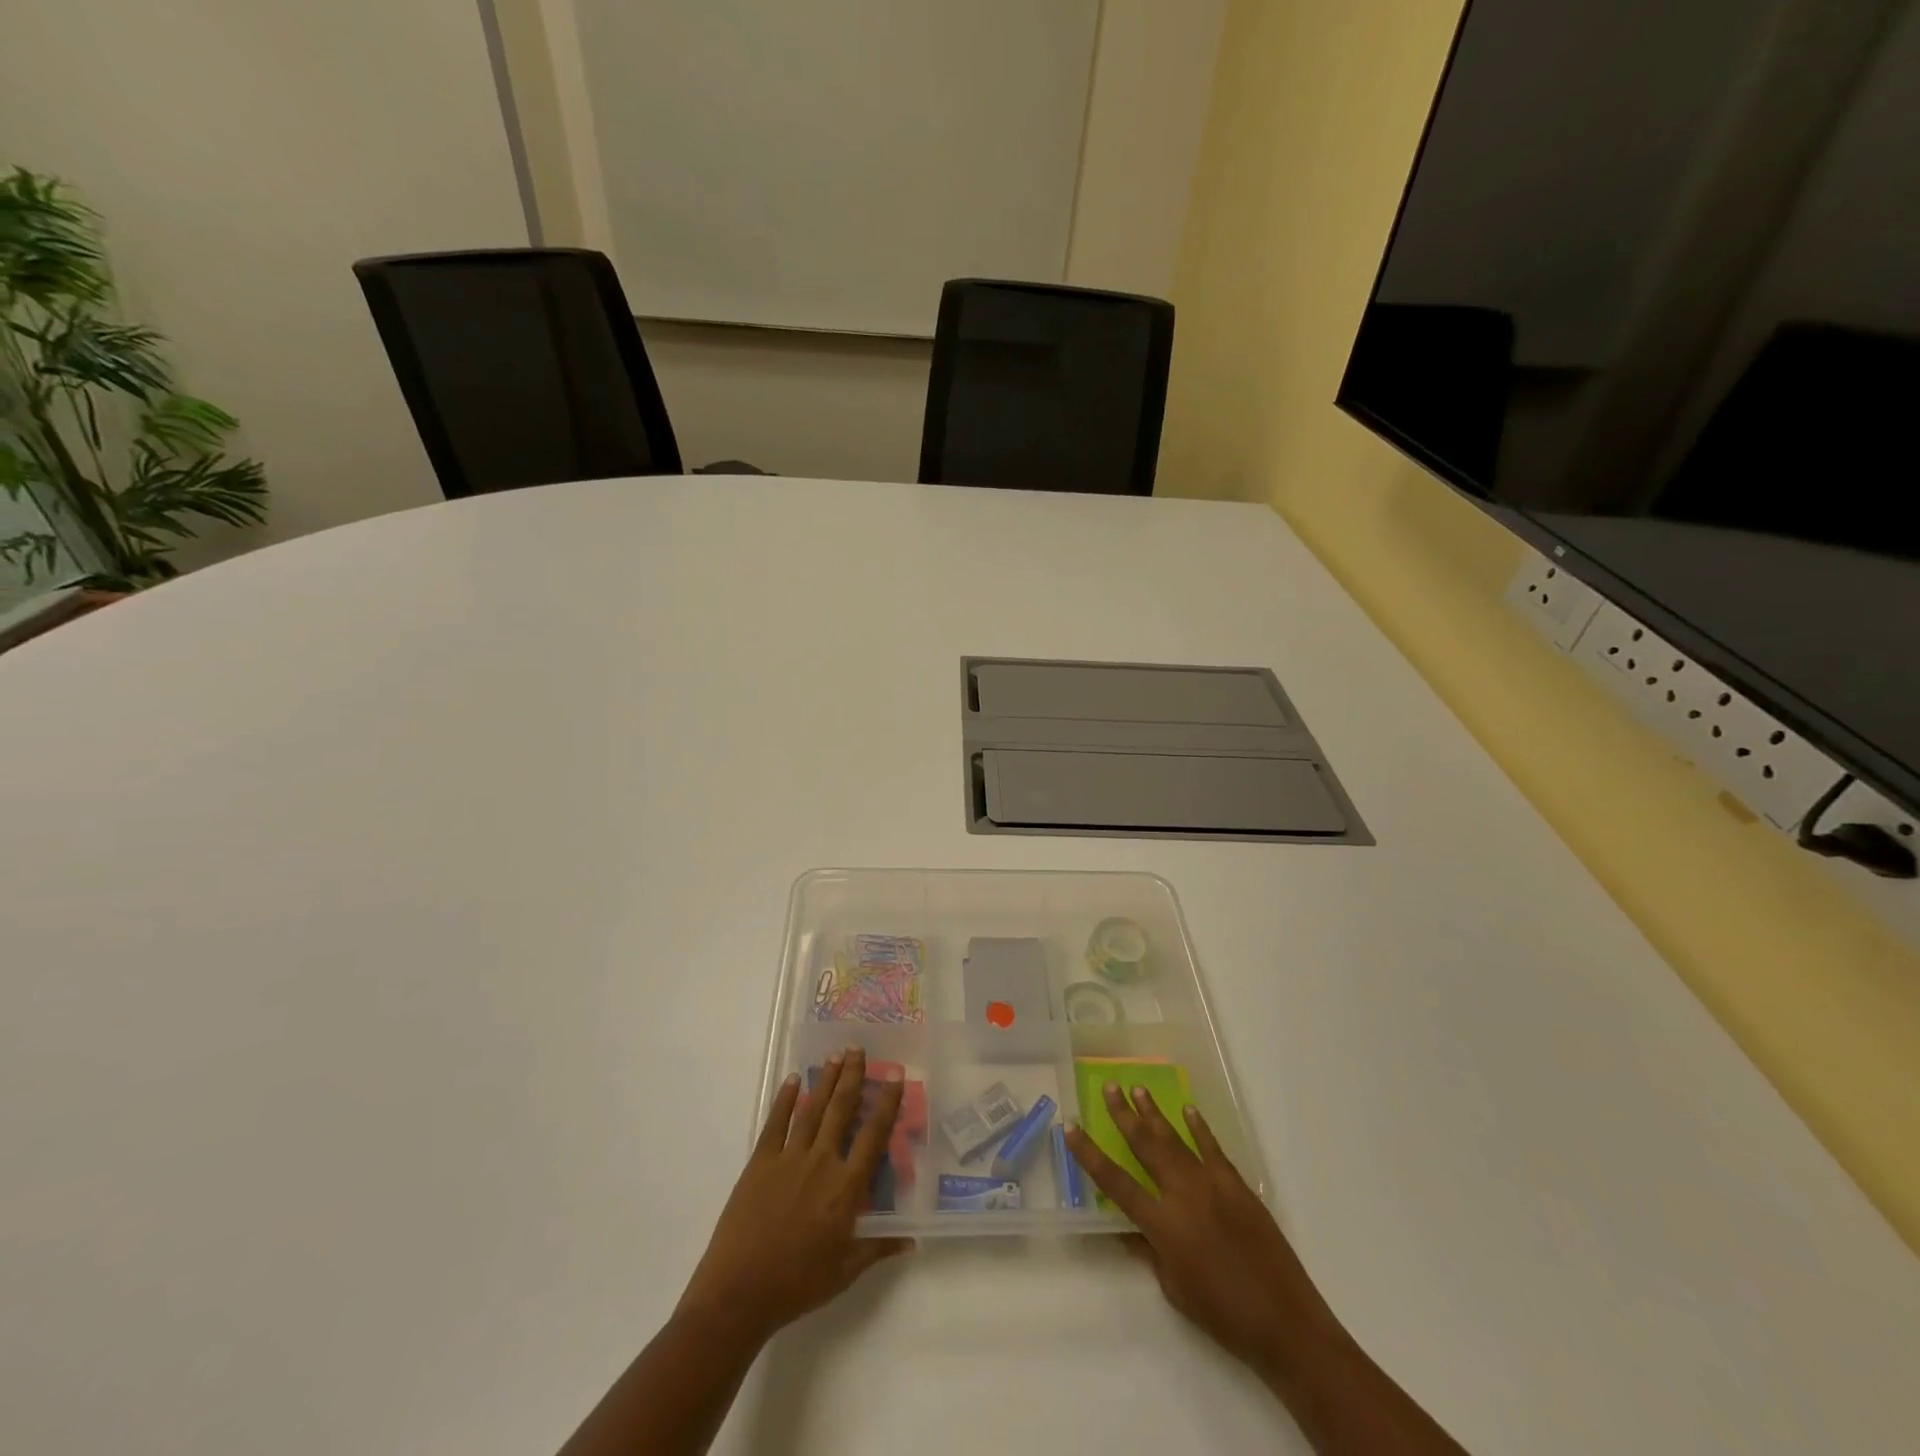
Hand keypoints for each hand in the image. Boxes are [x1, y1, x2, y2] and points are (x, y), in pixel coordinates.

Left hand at [677, 1047, 913, 1348]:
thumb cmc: (797, 1285)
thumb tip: (910, 1241)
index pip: (873, 1135)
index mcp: (846, 1188)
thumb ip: (878, 1248)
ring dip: (826, 1080)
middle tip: (858, 1049)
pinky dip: (786, 1099)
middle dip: (853, 1076)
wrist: (739, 1293)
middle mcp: (821, 1162)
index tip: (895, 1075)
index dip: (887, 1103)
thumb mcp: (845, 1271)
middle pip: (841, 1109)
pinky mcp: (760, 1162)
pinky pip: (776, 1123)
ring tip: (837, 1055)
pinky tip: (794, 1080)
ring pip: (813, 1109)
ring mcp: (789, 1158)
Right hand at [1065, 1083, 1342, 1379]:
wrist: (1286, 1323)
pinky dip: (1199, 1128)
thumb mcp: (1175, 1289)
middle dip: (1124, 1115)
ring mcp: (1213, 1185)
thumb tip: (1126, 1228)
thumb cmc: (1223, 1315)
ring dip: (1154, 1113)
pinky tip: (1188, 1110)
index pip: (1116, 1182)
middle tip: (1109, 1088)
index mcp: (1163, 1224)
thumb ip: (1149, 1251)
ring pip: (1176, 1139)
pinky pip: (1213, 1148)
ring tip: (1137, 1088)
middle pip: (1146, 1146)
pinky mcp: (1238, 1186)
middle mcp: (1183, 1194)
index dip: (1090, 1155)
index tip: (1072, 1127)